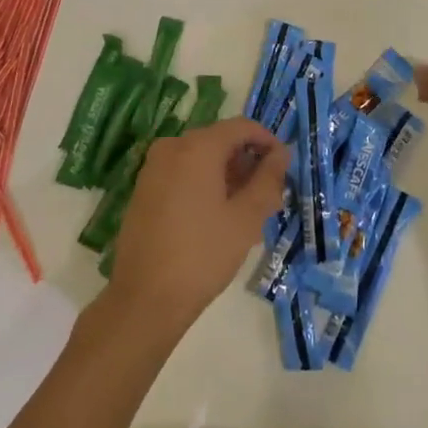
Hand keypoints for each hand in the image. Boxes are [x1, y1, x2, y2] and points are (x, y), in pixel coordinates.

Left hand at [107, 120, 288, 332]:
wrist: (144, 300)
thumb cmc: (202, 256)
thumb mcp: (246, 219)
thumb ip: (268, 180)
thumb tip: (281, 153)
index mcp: (197, 147)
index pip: (241, 127)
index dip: (267, 142)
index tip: (284, 168)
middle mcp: (172, 147)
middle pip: (220, 141)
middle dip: (248, 164)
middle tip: (269, 197)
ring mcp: (153, 168)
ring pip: (202, 159)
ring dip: (228, 177)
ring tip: (248, 213)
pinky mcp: (144, 190)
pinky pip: (183, 174)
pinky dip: (205, 185)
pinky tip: (218, 219)